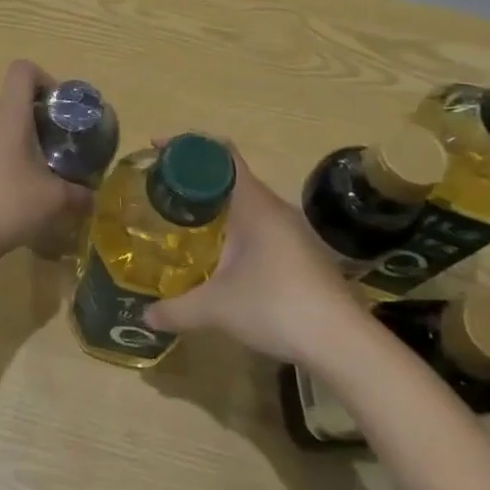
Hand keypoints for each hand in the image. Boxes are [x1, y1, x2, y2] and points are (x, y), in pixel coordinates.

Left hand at [0, 60, 91, 271]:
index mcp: (10, 115)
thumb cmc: (11, 204)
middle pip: (12, 101)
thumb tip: (93, 197)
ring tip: (35, 172)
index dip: (44, 79)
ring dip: (18, 140)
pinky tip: (9, 192)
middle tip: (56, 146)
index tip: (58, 108)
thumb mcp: (56, 200)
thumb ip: (80, 194)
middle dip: (37, 117)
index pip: (22, 70)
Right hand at [144, 148, 363, 361]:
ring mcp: (291, 231)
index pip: (220, 154)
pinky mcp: (301, 254)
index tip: (156, 150)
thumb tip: (146, 316)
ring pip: (245, 204)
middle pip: (229, 177)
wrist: (343, 343)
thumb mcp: (216, 309)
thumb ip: (176, 309)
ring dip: (214, 207)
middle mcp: (273, 208)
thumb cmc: (276, 306)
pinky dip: (233, 230)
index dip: (187, 146)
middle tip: (161, 192)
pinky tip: (218, 257)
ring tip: (182, 222)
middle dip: (194, 180)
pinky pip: (258, 227)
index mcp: (253, 203)